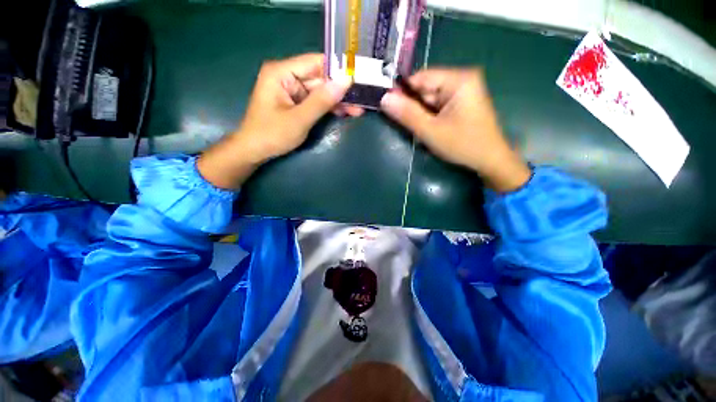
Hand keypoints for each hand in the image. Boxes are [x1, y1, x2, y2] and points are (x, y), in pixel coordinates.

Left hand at [198, 53, 362, 188]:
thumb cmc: (272, 134)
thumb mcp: (299, 119)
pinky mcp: (296, 102)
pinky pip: (316, 101)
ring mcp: (292, 90)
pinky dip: (329, 107)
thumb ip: (322, 100)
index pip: (316, 63)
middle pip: (320, 78)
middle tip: (363, 98)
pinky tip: (344, 112)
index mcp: (282, 72)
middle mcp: (287, 76)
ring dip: (337, 101)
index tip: (359, 77)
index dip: (338, 69)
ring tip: (358, 109)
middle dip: (341, 90)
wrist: (255, 151)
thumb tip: (346, 81)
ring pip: (320, 91)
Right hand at [380, 68, 530, 192]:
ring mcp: (464, 91)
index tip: (391, 109)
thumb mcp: (430, 131)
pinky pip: (439, 105)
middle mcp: (463, 79)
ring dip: (422, 115)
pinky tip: (432, 129)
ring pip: (431, 99)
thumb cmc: (463, 145)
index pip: (421, 77)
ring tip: (424, 131)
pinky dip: (431, 117)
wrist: (490, 160)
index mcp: (459, 79)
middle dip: (415, 108)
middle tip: (412, 127)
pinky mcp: (463, 103)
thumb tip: (384, 99)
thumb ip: (407, 114)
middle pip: (426, 88)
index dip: (403, 92)